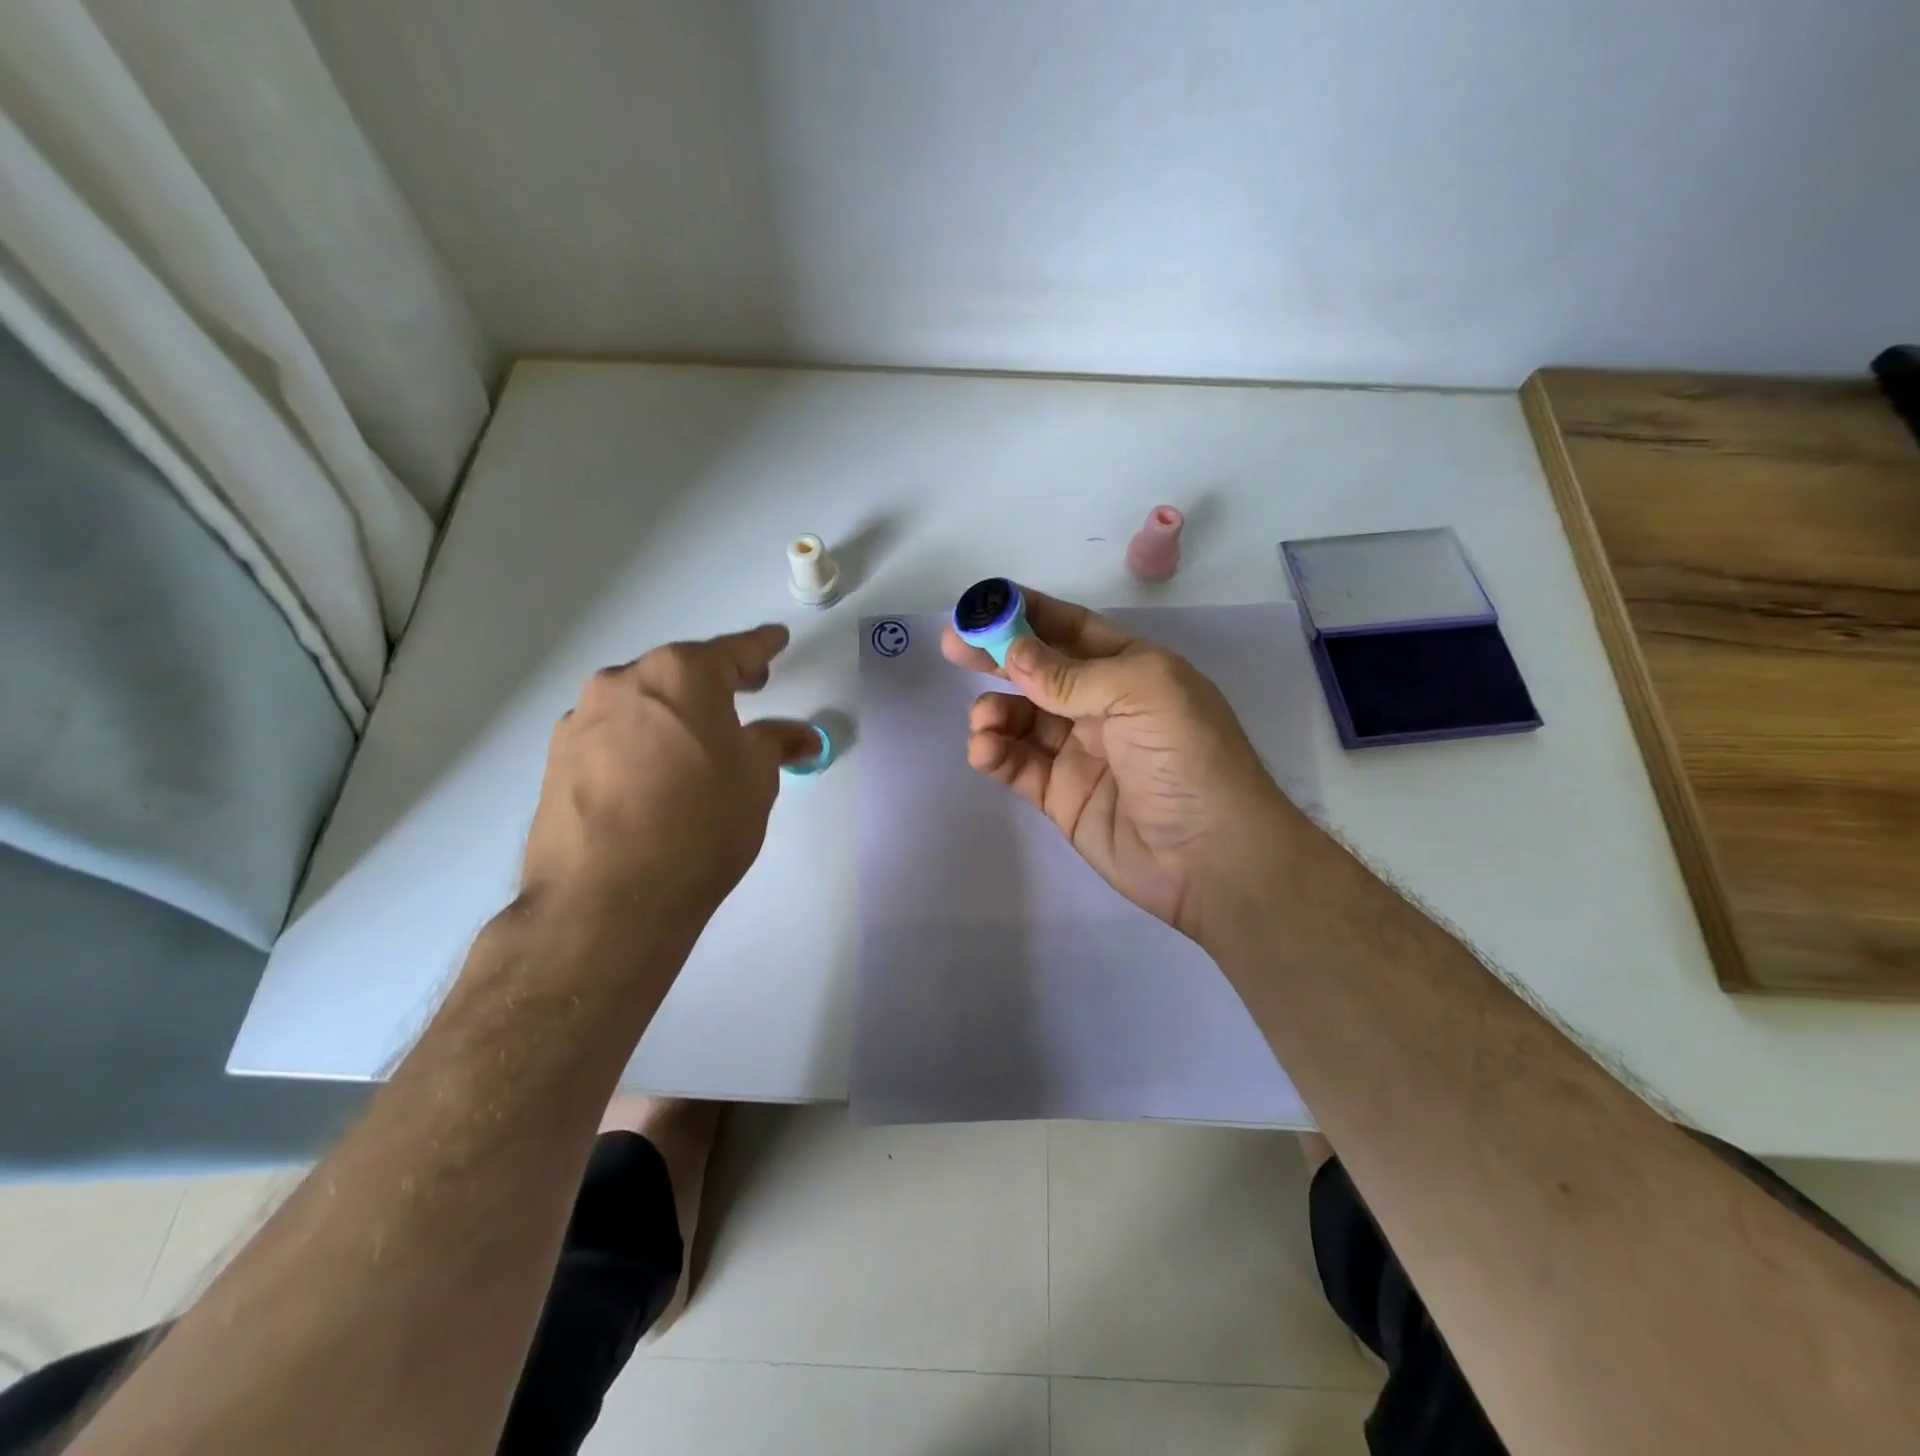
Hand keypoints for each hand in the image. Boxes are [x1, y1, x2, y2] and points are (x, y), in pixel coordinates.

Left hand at [521, 624, 819, 937]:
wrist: (609, 898)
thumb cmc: (701, 824)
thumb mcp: (756, 780)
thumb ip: (775, 744)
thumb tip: (799, 736)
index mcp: (681, 675)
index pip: (734, 651)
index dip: (762, 647)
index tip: (777, 640)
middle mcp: (624, 682)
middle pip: (679, 671)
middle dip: (713, 681)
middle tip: (744, 693)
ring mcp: (583, 719)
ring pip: (640, 702)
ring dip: (670, 713)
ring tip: (694, 745)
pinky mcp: (557, 758)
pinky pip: (611, 734)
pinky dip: (638, 741)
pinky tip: (651, 775)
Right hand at [942, 590, 1297, 942]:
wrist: (1211, 856)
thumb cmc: (1188, 758)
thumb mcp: (1142, 694)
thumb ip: (1073, 675)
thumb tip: (1014, 654)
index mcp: (1131, 670)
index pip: (1071, 630)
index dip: (1028, 614)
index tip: (983, 605)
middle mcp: (1103, 706)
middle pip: (1039, 671)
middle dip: (997, 657)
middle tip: (954, 647)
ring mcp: (1080, 752)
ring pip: (1023, 719)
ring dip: (996, 711)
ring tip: (985, 721)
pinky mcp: (1062, 796)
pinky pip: (1019, 765)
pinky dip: (996, 754)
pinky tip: (985, 751)